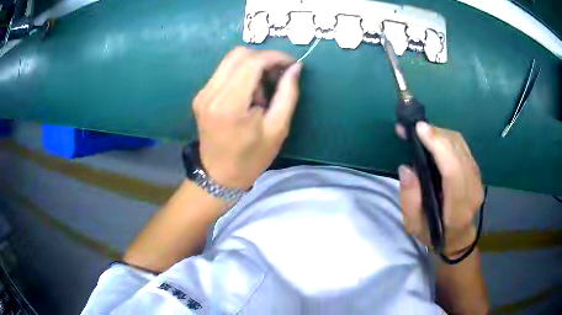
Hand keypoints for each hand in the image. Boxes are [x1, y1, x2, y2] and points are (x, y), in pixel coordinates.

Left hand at [193, 47, 302, 189]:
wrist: (219, 175)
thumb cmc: (252, 158)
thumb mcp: (278, 129)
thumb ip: (288, 93)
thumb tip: (295, 67)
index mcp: (229, 105)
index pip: (252, 62)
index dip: (275, 57)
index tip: (291, 64)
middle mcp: (210, 93)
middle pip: (238, 54)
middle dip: (263, 59)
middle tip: (278, 76)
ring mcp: (202, 93)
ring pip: (230, 60)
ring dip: (252, 66)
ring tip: (262, 90)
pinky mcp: (201, 96)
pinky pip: (223, 71)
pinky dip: (241, 74)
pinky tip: (249, 93)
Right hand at [398, 122, 483, 255]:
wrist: (458, 238)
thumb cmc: (433, 235)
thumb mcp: (414, 226)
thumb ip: (410, 200)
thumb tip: (407, 168)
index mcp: (458, 209)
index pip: (453, 172)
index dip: (439, 147)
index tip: (420, 129)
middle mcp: (473, 191)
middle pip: (458, 152)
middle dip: (437, 135)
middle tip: (414, 128)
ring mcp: (478, 180)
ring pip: (462, 146)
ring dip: (442, 134)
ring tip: (422, 132)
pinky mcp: (476, 172)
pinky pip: (463, 147)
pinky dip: (448, 138)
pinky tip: (435, 138)